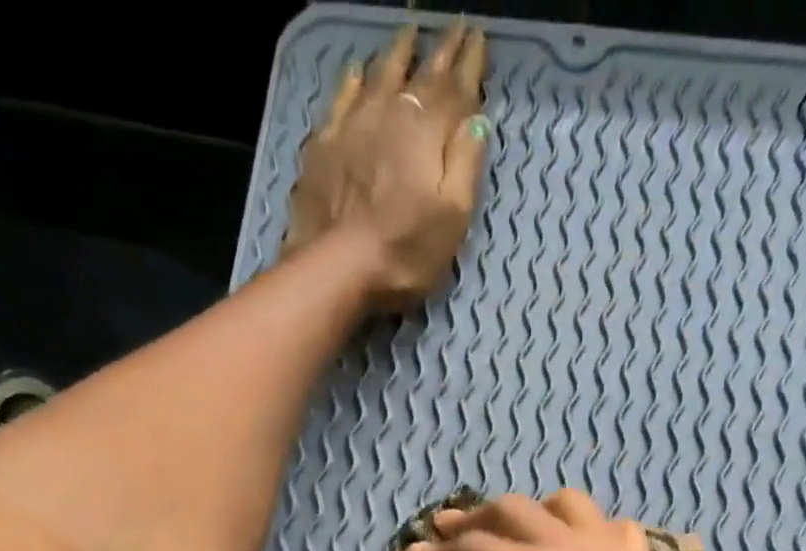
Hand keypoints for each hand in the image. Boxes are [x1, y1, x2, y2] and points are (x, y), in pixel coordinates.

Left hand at [284, 22, 489, 311]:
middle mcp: (392, 115)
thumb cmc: (405, 252)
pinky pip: (343, 98)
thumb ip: (466, 165)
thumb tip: (477, 119)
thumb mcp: (452, 218)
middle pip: (421, 76)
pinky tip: (357, 70)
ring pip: (381, 75)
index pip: (456, 89)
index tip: (479, 37)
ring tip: (410, 34)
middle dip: (441, 52)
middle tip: (455, 27)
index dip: (470, 64)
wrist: (336, 267)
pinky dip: (354, 80)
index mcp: (428, 133)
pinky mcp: (326, 145)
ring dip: (399, 53)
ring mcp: (354, 125)